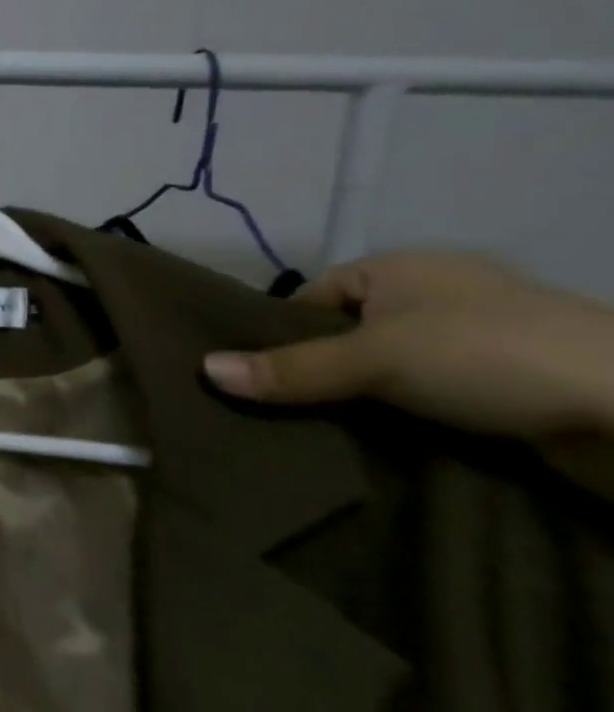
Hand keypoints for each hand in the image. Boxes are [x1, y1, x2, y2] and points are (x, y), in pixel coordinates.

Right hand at [203, 252, 613, 442]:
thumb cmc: (488, 356)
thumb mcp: (374, 359)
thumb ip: (290, 368)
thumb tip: (202, 369)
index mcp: (402, 268)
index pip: (314, 298)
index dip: (280, 333)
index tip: (254, 374)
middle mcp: (436, 298)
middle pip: (347, 336)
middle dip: (315, 372)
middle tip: (274, 408)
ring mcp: (478, 343)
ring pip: (388, 372)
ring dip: (360, 401)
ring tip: (316, 432)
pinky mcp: (509, 388)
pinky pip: (430, 398)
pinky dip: (405, 419)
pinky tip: (380, 443)